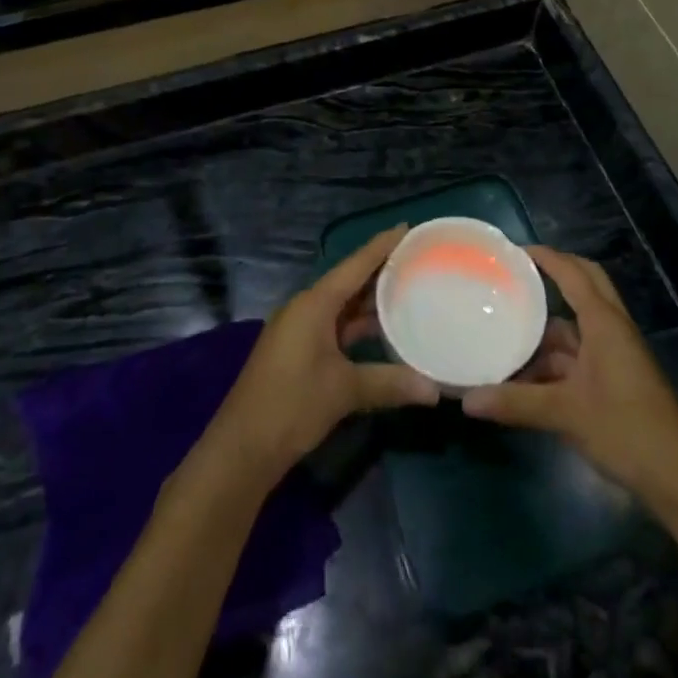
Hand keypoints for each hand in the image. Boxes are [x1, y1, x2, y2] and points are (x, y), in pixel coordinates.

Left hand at [211, 227, 438, 477]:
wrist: (241, 449)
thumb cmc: (292, 406)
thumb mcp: (344, 391)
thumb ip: (390, 383)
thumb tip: (435, 389)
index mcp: (314, 304)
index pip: (355, 265)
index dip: (381, 246)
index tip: (407, 227)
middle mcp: (305, 308)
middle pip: (348, 282)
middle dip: (380, 272)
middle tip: (417, 261)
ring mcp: (299, 331)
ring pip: (341, 307)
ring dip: (370, 302)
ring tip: (408, 292)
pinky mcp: (297, 352)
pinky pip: (334, 326)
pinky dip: (357, 326)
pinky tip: (382, 332)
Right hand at [463, 247, 677, 503]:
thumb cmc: (625, 430)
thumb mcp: (566, 414)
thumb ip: (516, 403)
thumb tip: (466, 399)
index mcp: (604, 322)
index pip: (573, 273)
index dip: (546, 257)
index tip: (513, 250)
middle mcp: (612, 329)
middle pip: (585, 285)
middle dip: (555, 274)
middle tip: (517, 275)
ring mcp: (616, 355)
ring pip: (579, 326)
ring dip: (548, 328)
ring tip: (508, 330)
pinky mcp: (616, 379)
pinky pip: (581, 354)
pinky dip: (555, 358)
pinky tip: (526, 376)